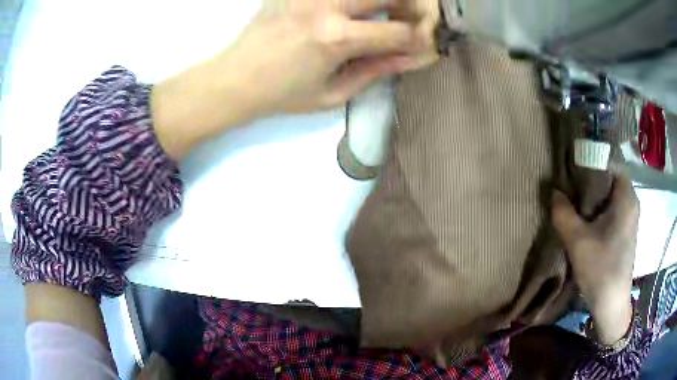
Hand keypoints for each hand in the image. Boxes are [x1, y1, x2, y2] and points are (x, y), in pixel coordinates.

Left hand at [215, 0, 432, 114]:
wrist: (234, 78)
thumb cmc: (282, 94)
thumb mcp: (333, 94)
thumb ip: (377, 70)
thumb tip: (414, 56)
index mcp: (336, 38)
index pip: (400, 32)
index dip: (421, 40)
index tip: (424, 45)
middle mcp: (327, 5)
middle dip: (414, 8)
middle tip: (410, 23)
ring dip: (388, 1)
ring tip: (386, 16)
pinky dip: (359, 1)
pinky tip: (357, 11)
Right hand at [552, 175, 638, 344]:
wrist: (612, 303)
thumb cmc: (600, 269)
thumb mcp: (577, 241)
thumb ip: (563, 213)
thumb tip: (554, 192)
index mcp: (626, 198)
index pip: (612, 162)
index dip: (593, 160)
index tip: (575, 166)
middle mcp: (631, 202)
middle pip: (611, 177)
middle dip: (592, 178)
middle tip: (572, 183)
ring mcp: (630, 217)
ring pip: (612, 194)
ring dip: (596, 195)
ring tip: (577, 200)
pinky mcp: (626, 230)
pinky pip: (614, 207)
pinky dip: (601, 207)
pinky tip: (588, 219)